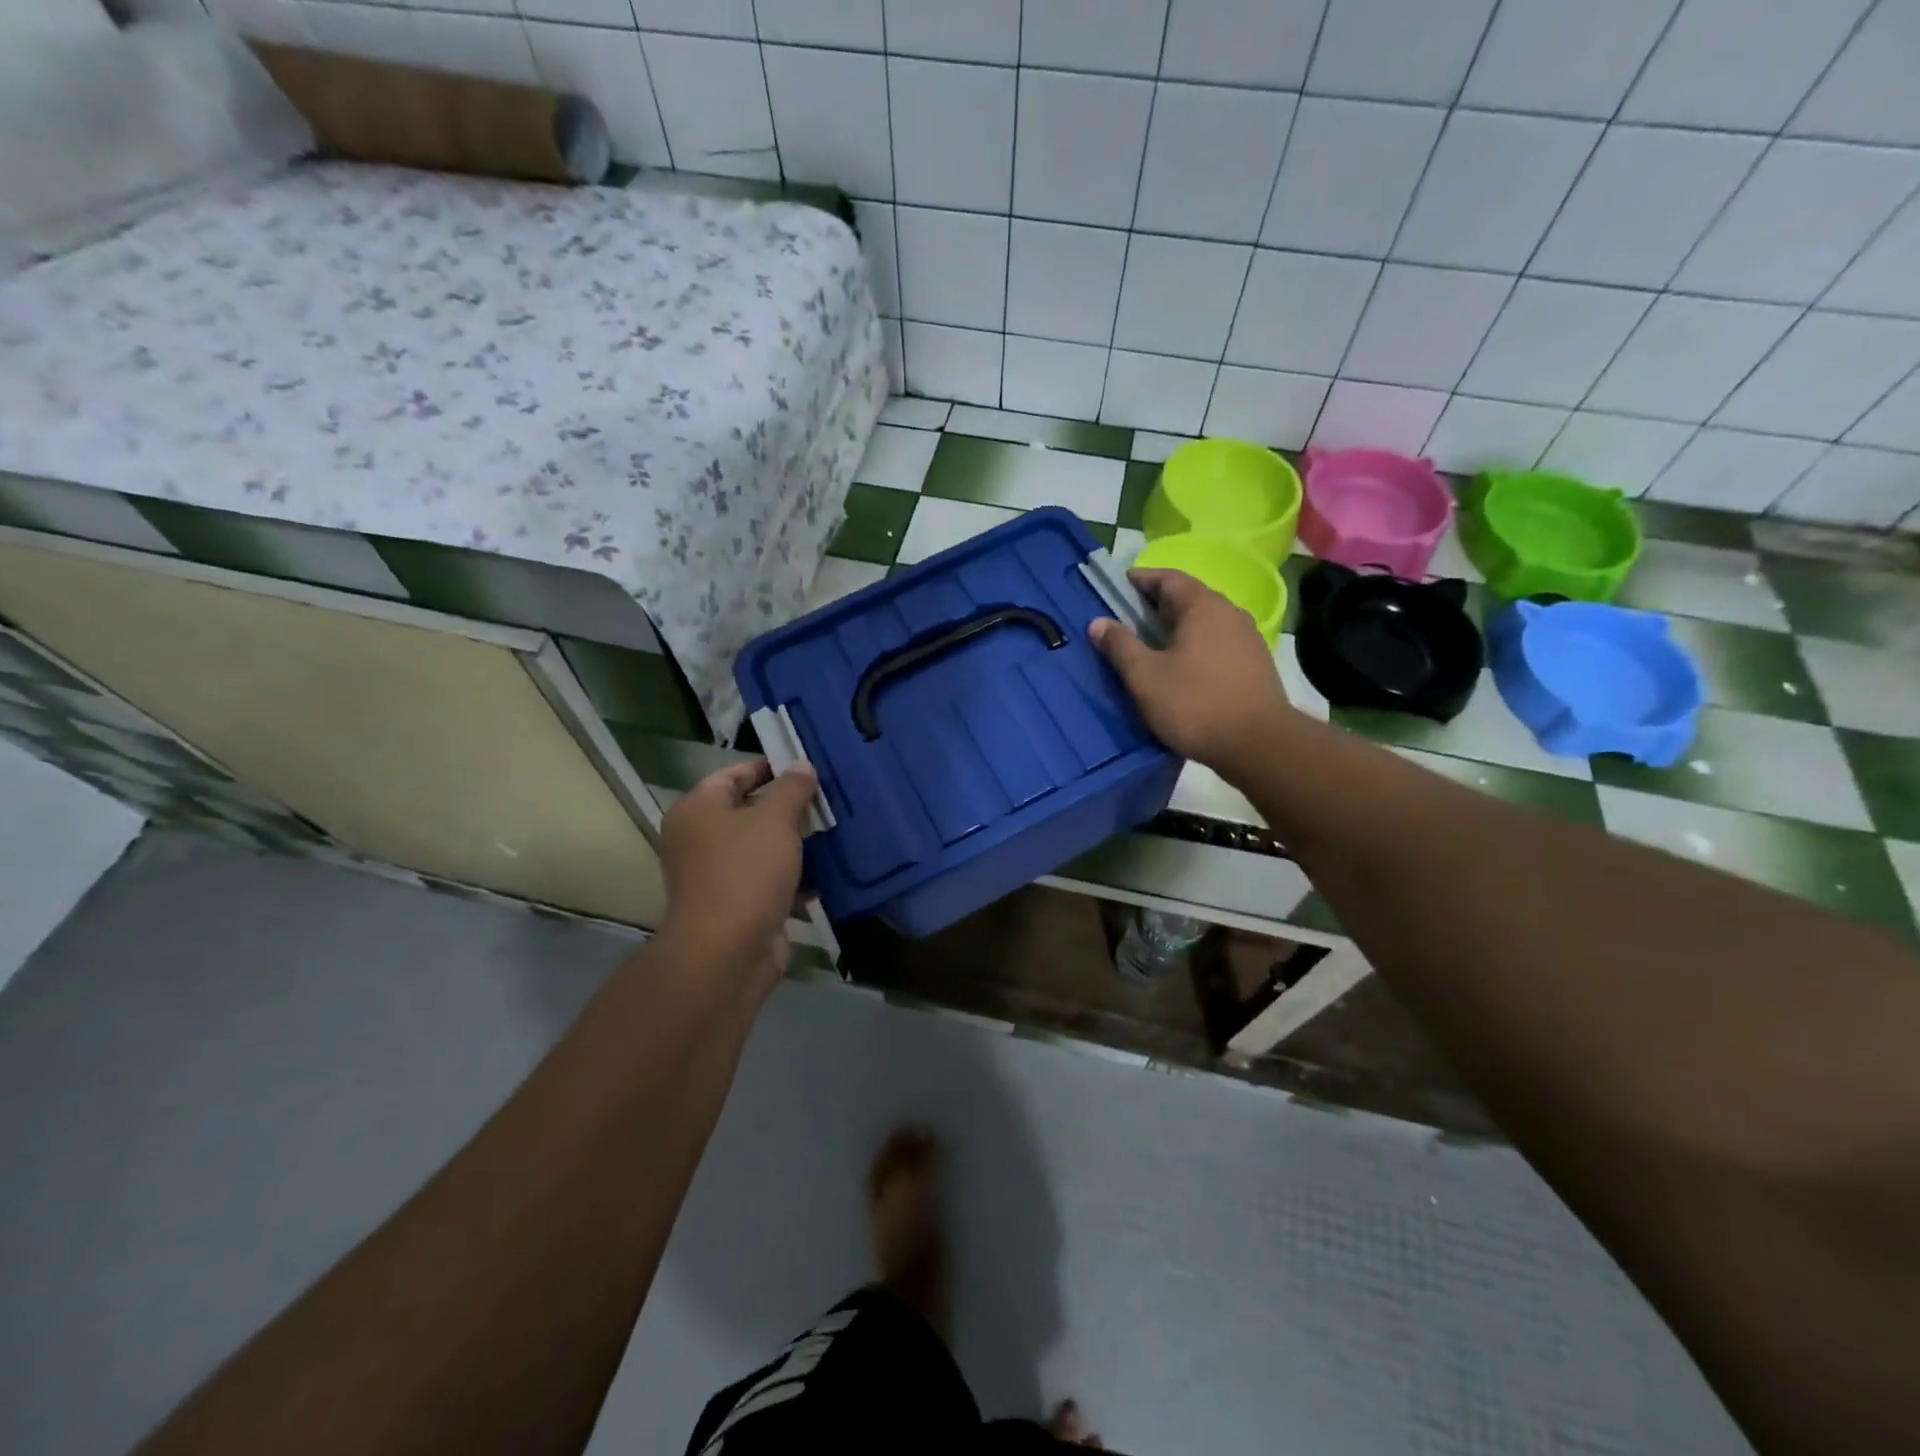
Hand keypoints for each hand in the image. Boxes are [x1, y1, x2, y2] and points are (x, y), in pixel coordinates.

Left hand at [656, 759, 817, 988]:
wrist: (727, 953)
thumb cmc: (746, 873)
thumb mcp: (775, 819)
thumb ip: (792, 788)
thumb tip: (802, 766)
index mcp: (696, 811)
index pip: (732, 775)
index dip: (768, 767)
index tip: (805, 766)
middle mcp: (699, 840)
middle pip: (748, 811)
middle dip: (787, 807)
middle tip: (826, 798)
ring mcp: (717, 876)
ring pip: (762, 848)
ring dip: (795, 842)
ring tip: (833, 830)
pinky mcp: (737, 906)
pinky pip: (769, 880)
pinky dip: (794, 876)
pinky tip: (827, 871)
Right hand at [1090, 567, 1295, 773]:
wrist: (1259, 745)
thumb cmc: (1195, 705)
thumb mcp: (1145, 677)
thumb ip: (1120, 646)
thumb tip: (1098, 622)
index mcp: (1202, 607)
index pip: (1168, 578)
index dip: (1141, 579)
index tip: (1119, 587)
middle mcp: (1230, 612)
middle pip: (1189, 597)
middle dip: (1158, 604)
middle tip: (1130, 619)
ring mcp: (1248, 637)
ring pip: (1205, 621)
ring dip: (1178, 626)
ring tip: (1154, 645)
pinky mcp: (1256, 663)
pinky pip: (1218, 642)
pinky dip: (1196, 644)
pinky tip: (1184, 668)